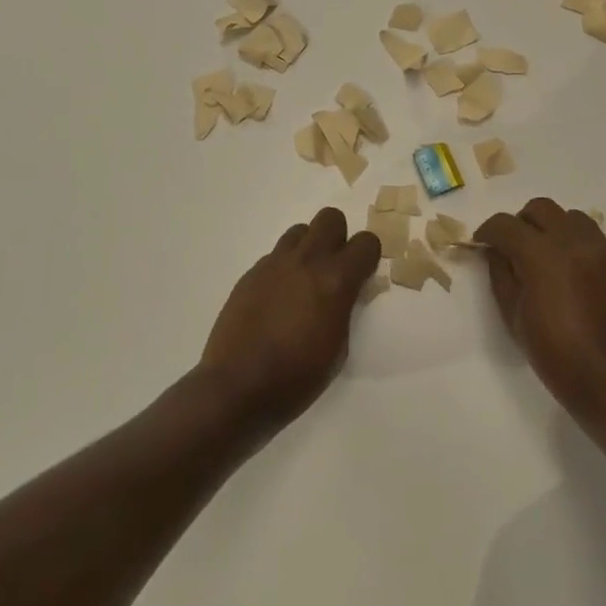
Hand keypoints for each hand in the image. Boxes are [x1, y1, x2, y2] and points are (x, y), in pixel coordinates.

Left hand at [199, 208, 381, 433]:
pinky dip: (283, 268)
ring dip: (308, 248)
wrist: (237, 387)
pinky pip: (275, 256)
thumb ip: (345, 308)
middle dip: (338, 237)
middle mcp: (306, 261)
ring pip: (299, 231)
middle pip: (330, 217)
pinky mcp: (251, 274)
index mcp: (336, 280)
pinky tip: (277, 299)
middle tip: (334, 269)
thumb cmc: (297, 377)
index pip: (366, 242)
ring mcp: (274, 264)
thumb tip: (344, 292)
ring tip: (303, 281)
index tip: (363, 275)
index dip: (368, 257)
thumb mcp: (339, 348)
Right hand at [475, 198, 605, 421]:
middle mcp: (577, 242)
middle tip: (515, 247)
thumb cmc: (557, 356)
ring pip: (573, 218)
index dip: (488, 230)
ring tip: (548, 259)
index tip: (482, 242)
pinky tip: (577, 279)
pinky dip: (580, 249)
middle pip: (542, 208)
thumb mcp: (514, 319)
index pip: (506, 224)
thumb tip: (497, 252)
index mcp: (543, 255)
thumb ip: (501, 276)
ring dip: (554, 229)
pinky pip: (597, 242)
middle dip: (522, 222)